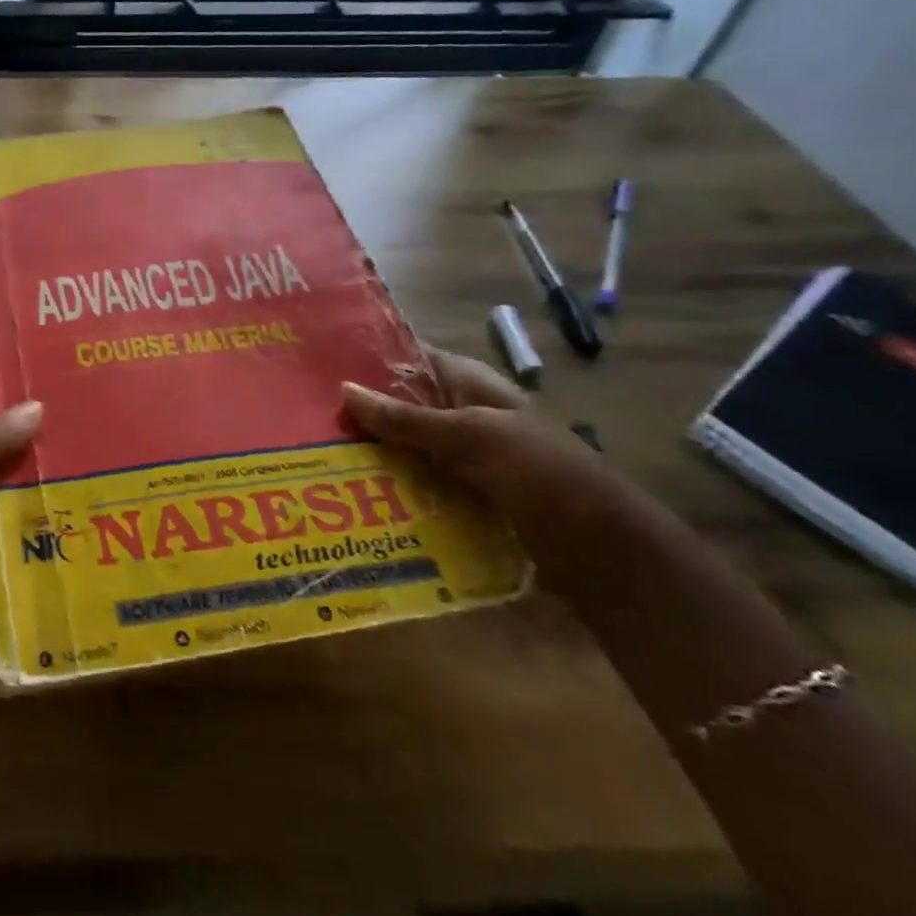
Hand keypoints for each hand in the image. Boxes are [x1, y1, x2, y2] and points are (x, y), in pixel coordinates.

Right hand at [341, 347, 626, 557]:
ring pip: (406, 447)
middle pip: (402, 405)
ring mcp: (467, 459)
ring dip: (371, 453)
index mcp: (472, 385)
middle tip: (304, 415)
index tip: (316, 363)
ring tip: (315, 455)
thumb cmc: (546, 478)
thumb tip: (345, 389)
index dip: (368, 358)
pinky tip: (354, 495)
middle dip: (360, 410)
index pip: (410, 357)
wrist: (611, 558)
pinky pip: (419, 484)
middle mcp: (466, 416)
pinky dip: (392, 487)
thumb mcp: (473, 438)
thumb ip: (408, 418)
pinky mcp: (468, 498)